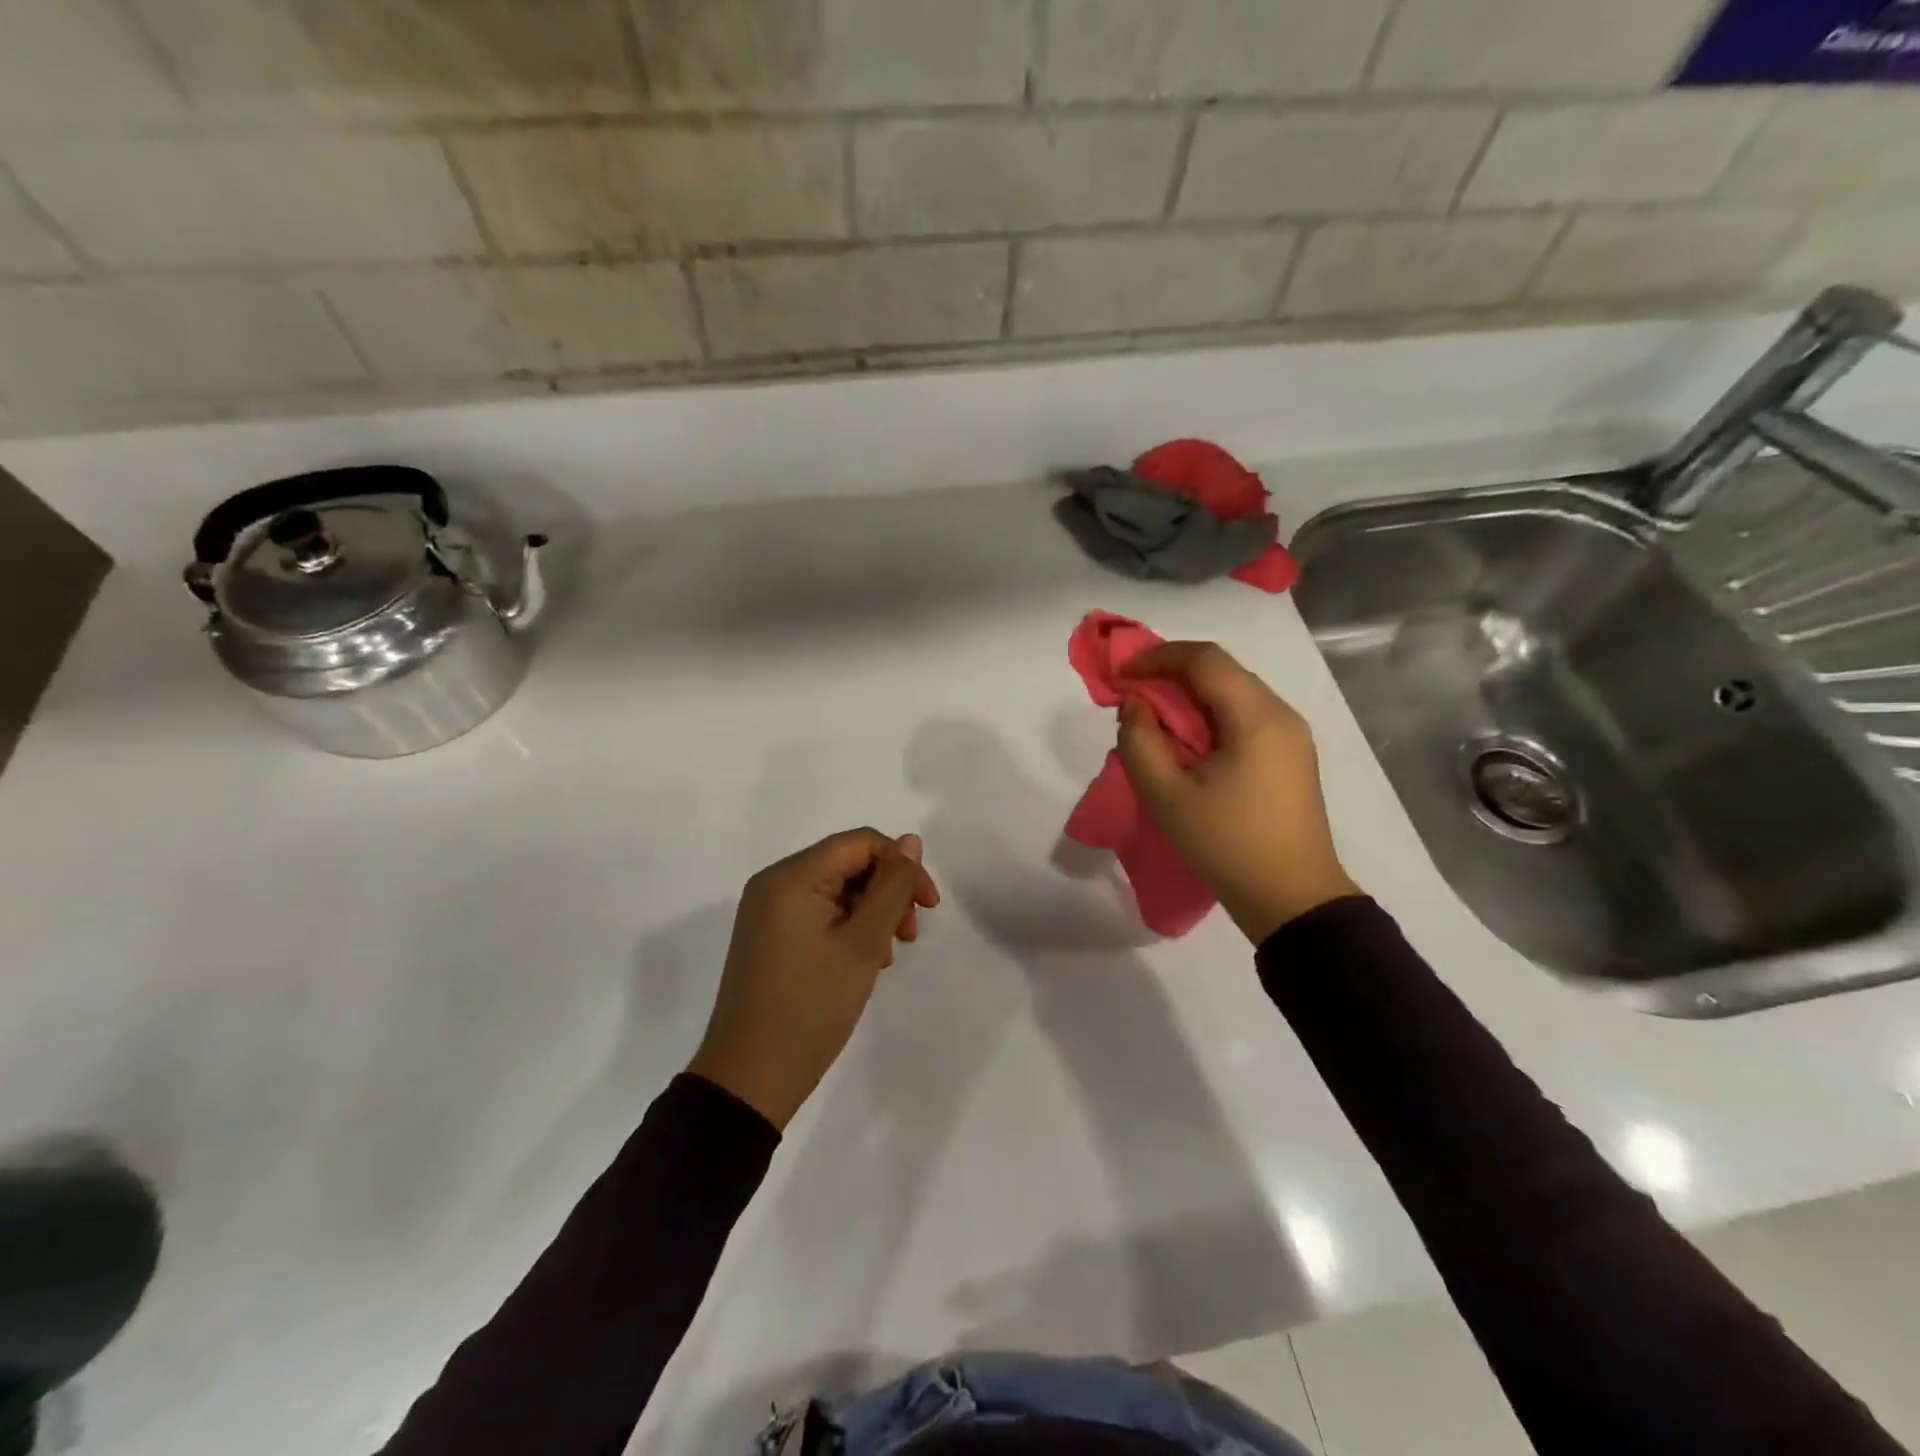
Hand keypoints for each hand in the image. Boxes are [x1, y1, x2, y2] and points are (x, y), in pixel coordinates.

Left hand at [687, 829, 939, 1129]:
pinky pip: (818, 912)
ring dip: (871, 912)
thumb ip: (891, 887)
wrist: (750, 1080)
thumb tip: (911, 842)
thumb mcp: (863, 944)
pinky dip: (847, 927)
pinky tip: (862, 961)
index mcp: (791, 876)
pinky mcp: (768, 937)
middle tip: (909, 935)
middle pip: (847, 863)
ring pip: (836, 889)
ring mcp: (767, 911)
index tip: (928, 906)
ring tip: (886, 956)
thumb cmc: (811, 1007)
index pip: (861, 842)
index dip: (901, 865)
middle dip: (887, 891)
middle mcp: (774, 883)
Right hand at [1117, 642, 1358, 944]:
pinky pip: (1246, 717)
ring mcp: (1292, 735)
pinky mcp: (1291, 756)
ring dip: (1191, 696)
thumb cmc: (1227, 844)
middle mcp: (1281, 714)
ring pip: (1235, 693)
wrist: (1292, 899)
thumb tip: (1135, 703)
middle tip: (1133, 695)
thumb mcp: (1167, 796)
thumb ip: (1140, 741)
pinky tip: (1189, 742)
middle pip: (1222, 671)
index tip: (1122, 674)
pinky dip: (1211, 716)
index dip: (1158, 657)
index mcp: (1257, 717)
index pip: (1205, 659)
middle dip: (1172, 674)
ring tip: (1155, 719)